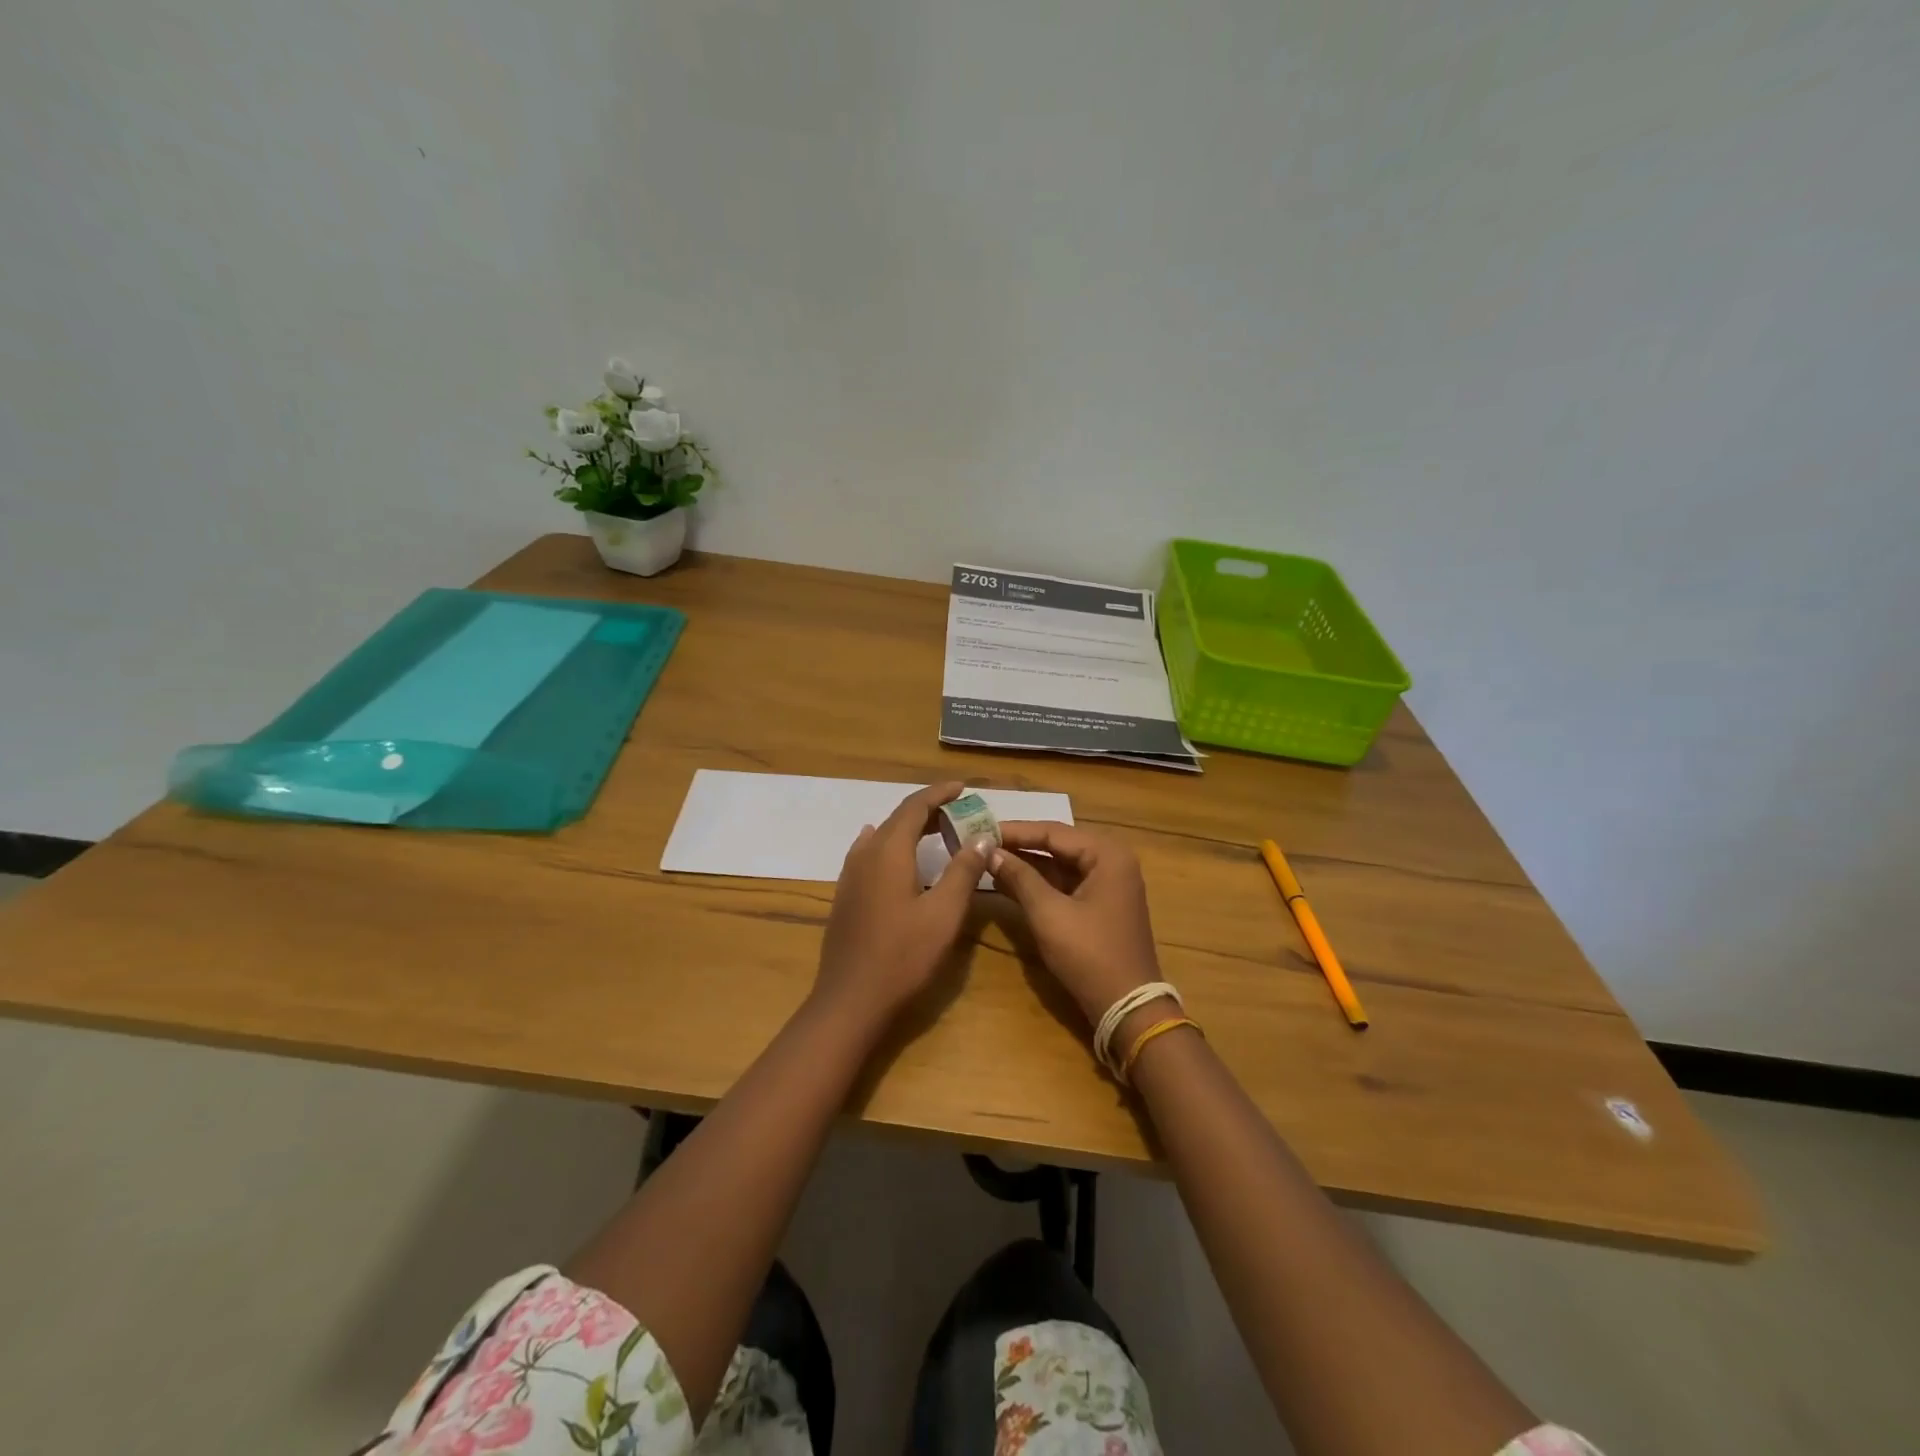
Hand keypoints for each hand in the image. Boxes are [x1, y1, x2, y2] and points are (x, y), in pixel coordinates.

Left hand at [813, 781, 991, 1027]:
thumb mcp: (944, 913)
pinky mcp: (845, 895)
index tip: (963, 788)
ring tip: (935, 832)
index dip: (939, 793)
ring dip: (909, 828)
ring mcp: (850, 875)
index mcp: (889, 851)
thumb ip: (963, 871)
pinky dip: (890, 844)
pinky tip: (891, 853)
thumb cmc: (903, 956)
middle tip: (959, 813)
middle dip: (928, 810)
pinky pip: (869, 853)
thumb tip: (980, 837)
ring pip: (882, 836)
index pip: (915, 806)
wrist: (850, 999)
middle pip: (897, 819)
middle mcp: (865, 854)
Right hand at [988, 822, 1163, 1027]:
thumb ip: (1019, 878)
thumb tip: (990, 852)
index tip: (981, 828)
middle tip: (982, 842)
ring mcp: (1109, 884)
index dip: (1015, 831)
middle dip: (1020, 846)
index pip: (1053, 831)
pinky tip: (1008, 883)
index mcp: (1107, 854)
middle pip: (1058, 845)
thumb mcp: (1048, 913)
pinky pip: (1066, 885)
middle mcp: (1112, 861)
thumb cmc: (1089, 954)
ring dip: (1027, 865)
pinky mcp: (1101, 905)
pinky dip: (1039, 884)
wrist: (1127, 1008)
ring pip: (1060, 866)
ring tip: (988, 860)